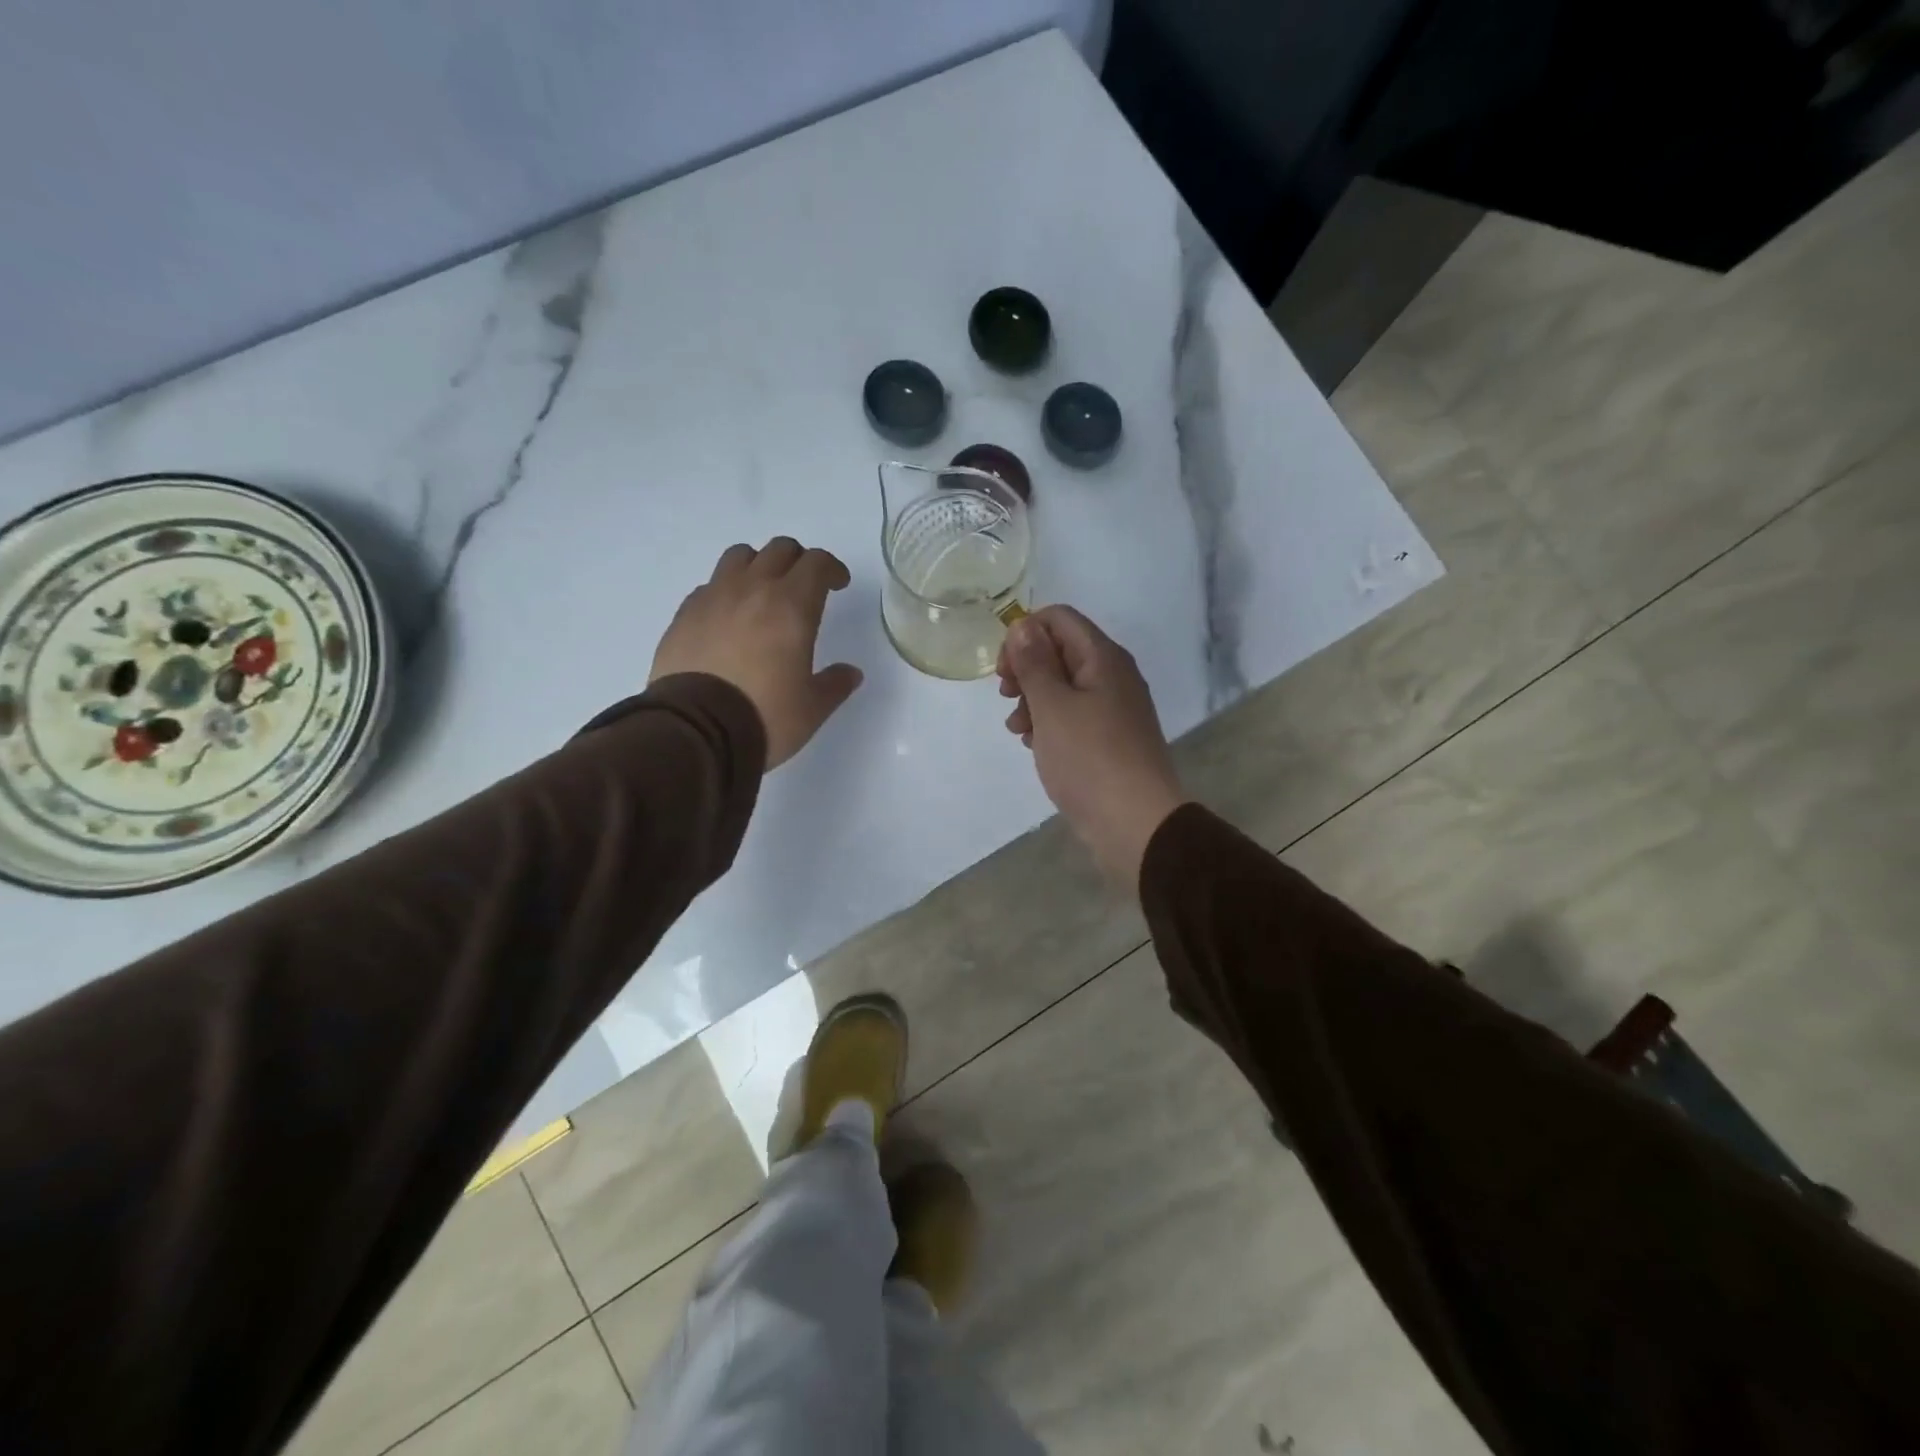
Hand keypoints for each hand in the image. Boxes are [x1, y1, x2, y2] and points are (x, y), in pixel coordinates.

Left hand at [652, 538, 863, 768]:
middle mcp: (752, 590)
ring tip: (763, 593)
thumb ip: (835, 684)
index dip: (832, 569)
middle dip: (798, 561)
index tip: (838, 584)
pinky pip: (709, 586)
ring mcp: (713, 598)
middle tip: (804, 586)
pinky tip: (728, 619)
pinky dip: (725, 592)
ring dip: (758, 565)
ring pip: (739, 556)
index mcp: (792, 606)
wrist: (695, 732)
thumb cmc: (765, 716)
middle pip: (779, 550)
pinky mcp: (684, 615)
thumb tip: (850, 673)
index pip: (816, 563)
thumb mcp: (812, 708)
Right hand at [996, 606, 1187, 887]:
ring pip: (1064, 686)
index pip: (1059, 618)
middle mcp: (1113, 675)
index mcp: (1103, 658)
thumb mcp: (1052, 706)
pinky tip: (1036, 745)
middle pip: (1060, 651)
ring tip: (1018, 730)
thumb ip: (1034, 663)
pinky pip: (1074, 716)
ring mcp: (1114, 709)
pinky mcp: (1110, 739)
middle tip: (1006, 697)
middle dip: (1026, 669)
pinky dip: (1050, 723)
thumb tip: (1023, 625)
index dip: (1024, 634)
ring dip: (1033, 700)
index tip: (1004, 669)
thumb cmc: (1089, 759)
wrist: (1136, 824)